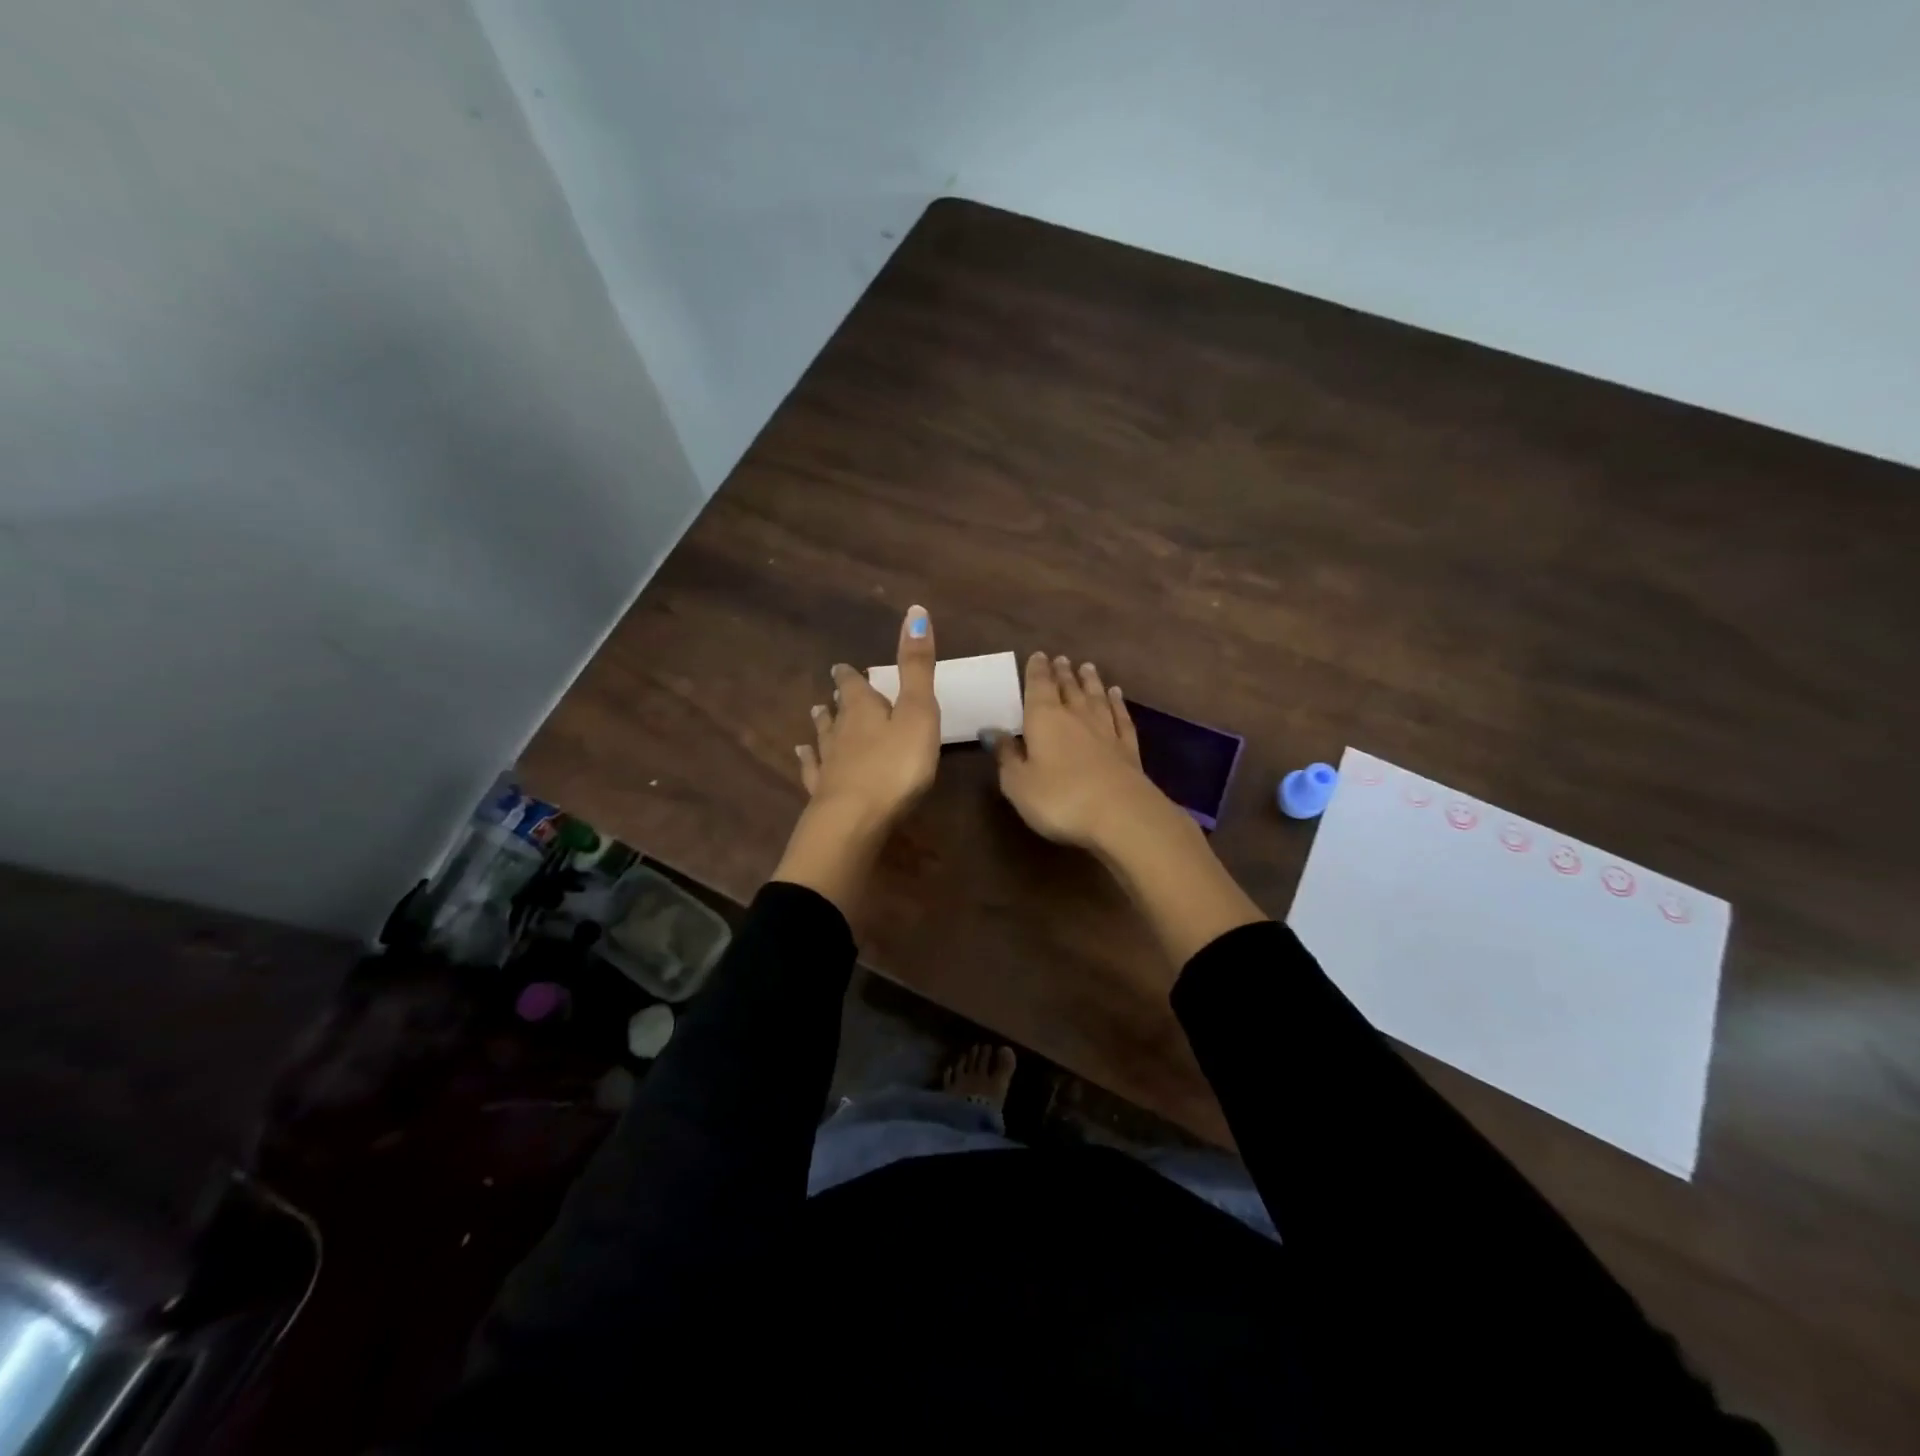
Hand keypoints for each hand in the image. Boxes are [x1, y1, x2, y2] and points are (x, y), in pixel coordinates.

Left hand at [774, 606, 938, 921]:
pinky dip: (808, 761)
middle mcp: (841, 733)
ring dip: (822, 727)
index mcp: (864, 710)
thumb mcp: (917, 711)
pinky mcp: (822, 794)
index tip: (842, 667)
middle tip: (831, 693)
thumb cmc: (896, 765)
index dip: (850, 676)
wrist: (855, 820)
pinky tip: (801, 757)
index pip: (854, 685)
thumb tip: (915, 609)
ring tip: (815, 716)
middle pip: (837, 712)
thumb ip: (916, 666)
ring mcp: (828, 764)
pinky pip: (813, 771)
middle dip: (837, 701)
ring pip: (823, 739)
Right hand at [987, 652, 1181, 853]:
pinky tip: (1116, 695)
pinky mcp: (1128, 748)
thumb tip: (992, 732)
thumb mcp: (1018, 783)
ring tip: (1087, 667)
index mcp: (1044, 719)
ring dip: (1090, 681)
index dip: (1037, 670)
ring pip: (1096, 697)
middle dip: (1062, 673)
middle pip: (1068, 688)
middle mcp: (1076, 716)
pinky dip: (1117, 703)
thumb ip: (1006, 756)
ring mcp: (1106, 730)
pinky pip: (1121, 717)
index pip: (1038, 686)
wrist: (1120, 815)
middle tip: (1061, 659)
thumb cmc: (1059, 799)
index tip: (1038, 655)